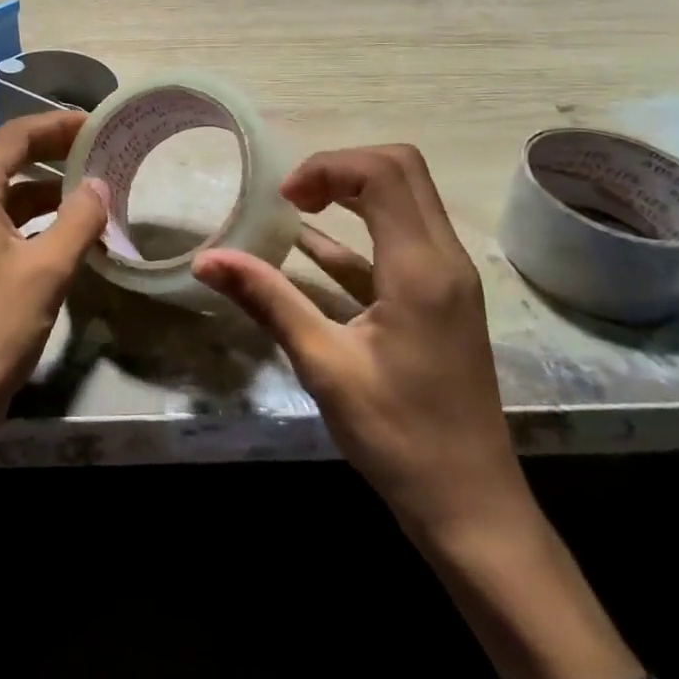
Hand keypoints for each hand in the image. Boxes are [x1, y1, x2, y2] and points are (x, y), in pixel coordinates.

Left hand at [0, 111, 107, 451]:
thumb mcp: (47, 270)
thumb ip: (79, 219)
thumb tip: (98, 184)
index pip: (15, 135)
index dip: (58, 124)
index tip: (97, 124)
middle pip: (7, 158)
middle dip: (54, 152)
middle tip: (100, 152)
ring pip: (5, 193)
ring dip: (46, 189)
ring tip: (93, 192)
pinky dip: (32, 220)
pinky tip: (65, 233)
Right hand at [193, 144, 528, 546]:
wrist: (472, 510)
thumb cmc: (399, 437)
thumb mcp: (324, 365)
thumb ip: (267, 300)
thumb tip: (205, 259)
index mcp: (421, 267)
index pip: (382, 171)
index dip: (327, 168)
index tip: (284, 200)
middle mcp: (444, 258)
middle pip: (401, 169)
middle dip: (341, 168)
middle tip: (294, 198)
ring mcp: (448, 277)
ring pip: (406, 197)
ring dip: (353, 191)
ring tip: (298, 209)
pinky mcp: (441, 297)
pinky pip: (402, 238)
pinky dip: (360, 228)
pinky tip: (311, 248)